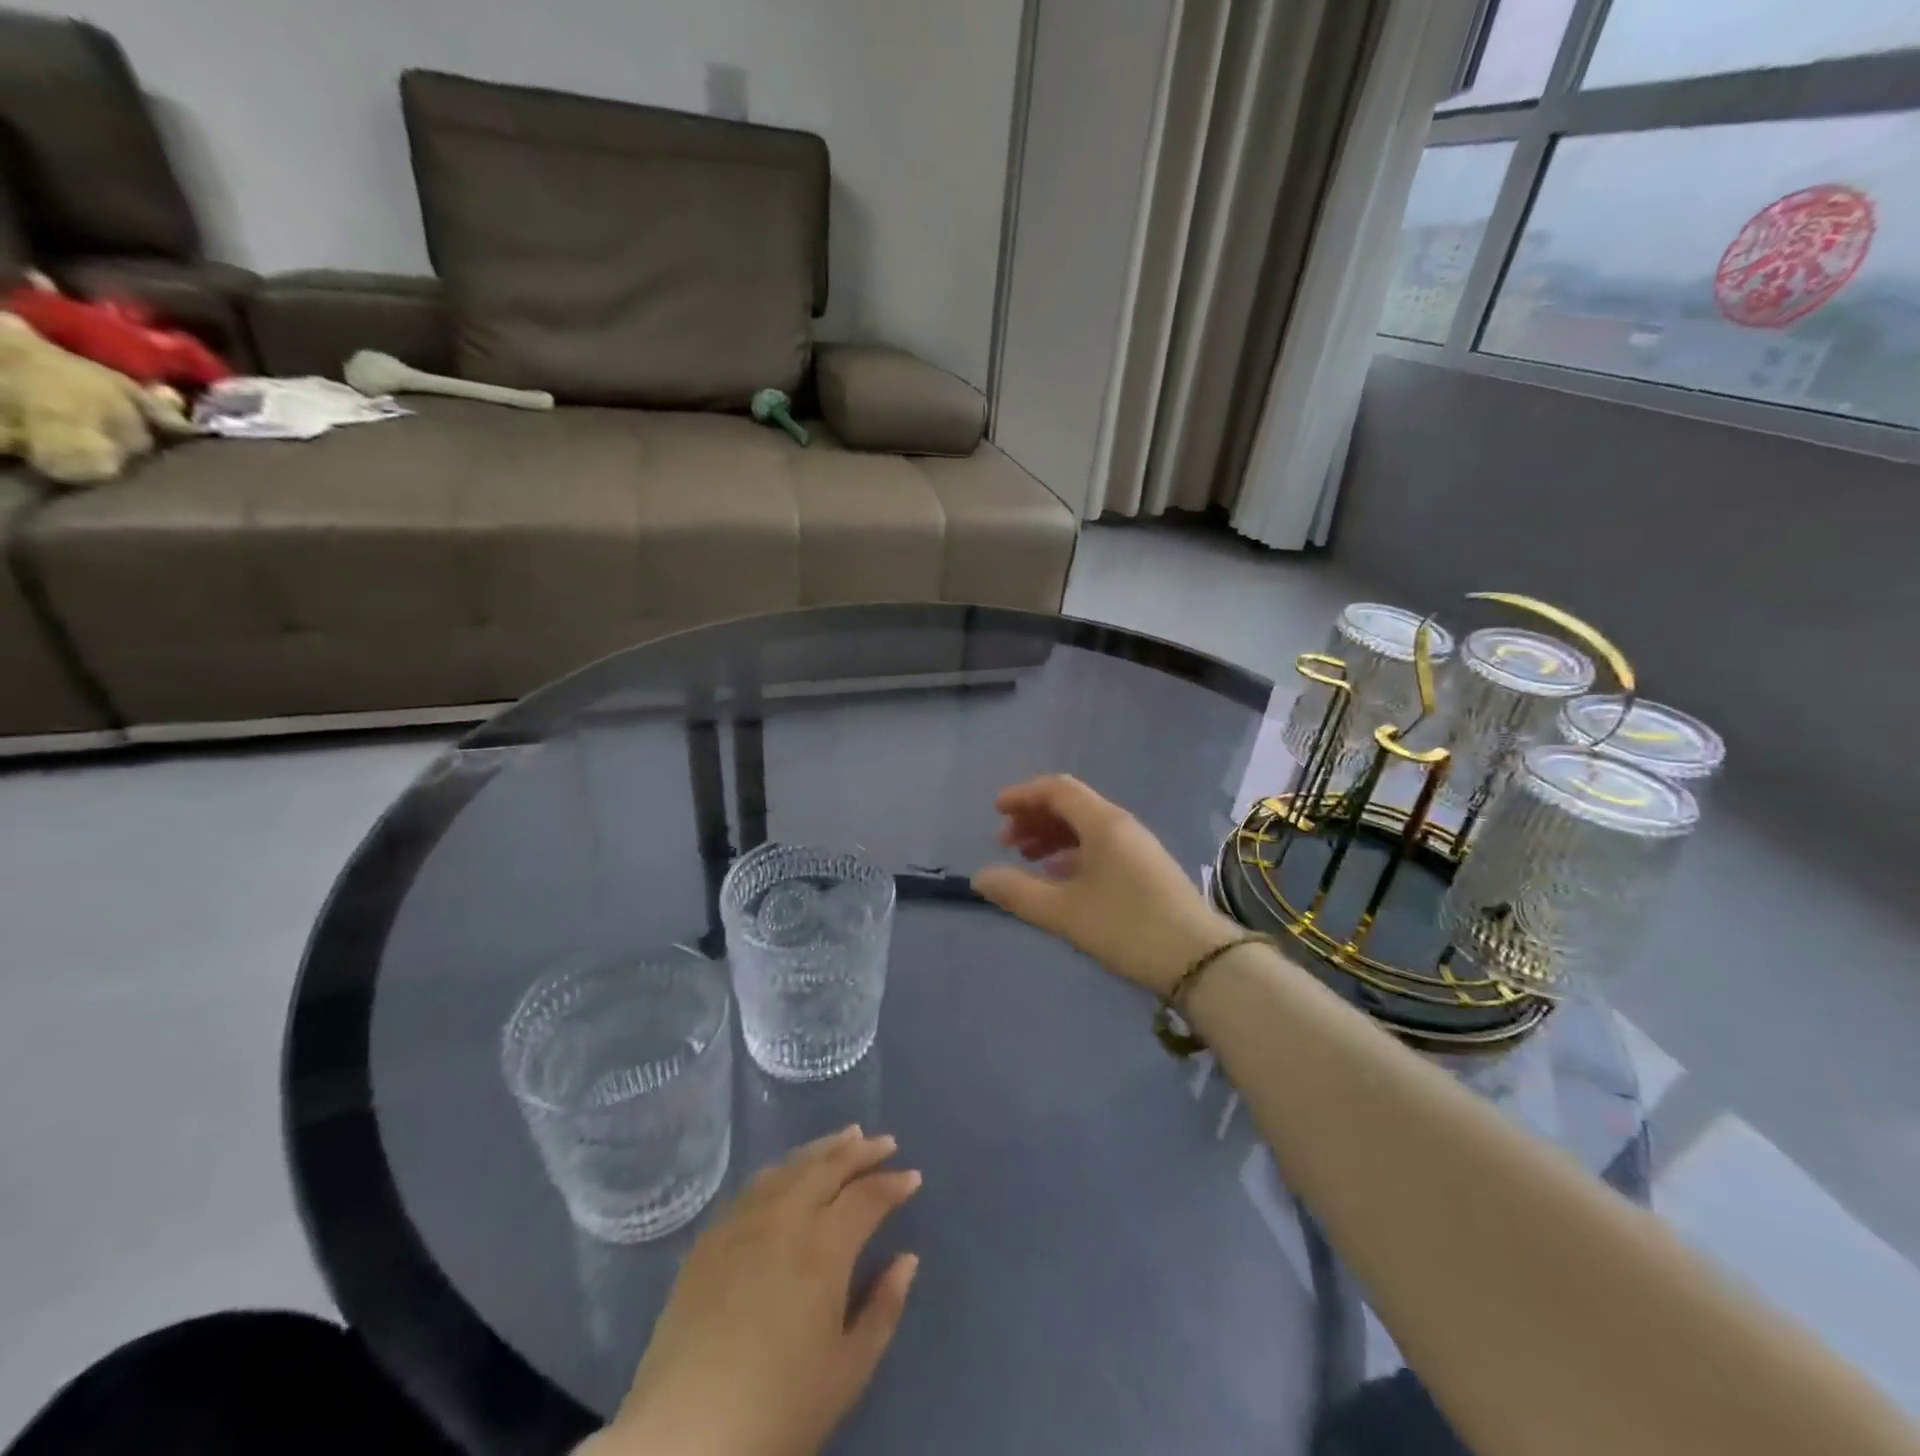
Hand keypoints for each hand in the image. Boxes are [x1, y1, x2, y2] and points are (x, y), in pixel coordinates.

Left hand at [595, 1127, 921, 1455]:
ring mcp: (742, 1223)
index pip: (866, 1196)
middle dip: (861, 1151)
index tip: (912, 1177)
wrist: (682, 1440)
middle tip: (885, 1142)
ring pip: (790, 1166)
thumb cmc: (777, 1411)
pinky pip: (754, 1186)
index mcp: (823, 1248)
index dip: (893, 1184)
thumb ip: (883, 1308)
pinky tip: (790, 1172)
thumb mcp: (847, 1372)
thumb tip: (907, 1259)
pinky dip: (783, 1168)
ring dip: (822, 1149)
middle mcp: (784, 1219)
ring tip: (845, 1138)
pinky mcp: (710, 1239)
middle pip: (829, 1166)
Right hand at [973, 775, 1240, 995]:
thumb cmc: (1126, 927)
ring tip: (1027, 860)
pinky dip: (1073, 854)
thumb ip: (1018, 892)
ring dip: (1053, 837)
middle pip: (1072, 805)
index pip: (1057, 789)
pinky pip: (1101, 846)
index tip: (996, 811)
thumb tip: (980, 876)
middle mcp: (1121, 825)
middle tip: (1006, 843)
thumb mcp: (1064, 912)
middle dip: (1035, 818)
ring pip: (1086, 828)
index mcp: (1102, 822)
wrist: (1200, 960)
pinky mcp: (1146, 869)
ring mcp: (1137, 847)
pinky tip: (1061, 878)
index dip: (1023, 795)